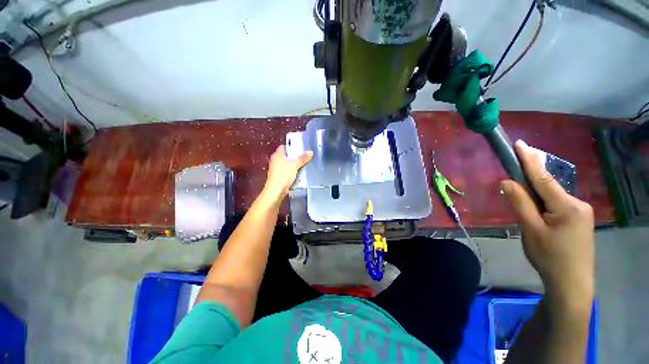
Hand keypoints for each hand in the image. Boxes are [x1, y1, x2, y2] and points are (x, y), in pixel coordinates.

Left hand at [262, 145, 312, 202]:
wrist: (276, 190)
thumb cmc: (283, 174)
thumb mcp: (295, 165)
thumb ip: (302, 158)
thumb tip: (310, 151)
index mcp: (277, 155)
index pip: (284, 146)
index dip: (292, 146)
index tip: (300, 148)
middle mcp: (275, 160)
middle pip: (286, 155)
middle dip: (295, 156)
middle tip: (304, 156)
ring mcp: (276, 169)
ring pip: (287, 164)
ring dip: (294, 164)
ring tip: (304, 163)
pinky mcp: (279, 176)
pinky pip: (287, 171)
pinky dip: (292, 171)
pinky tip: (299, 172)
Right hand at [501, 140, 593, 305]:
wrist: (572, 283)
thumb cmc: (549, 257)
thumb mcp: (531, 230)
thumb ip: (520, 203)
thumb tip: (507, 181)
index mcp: (567, 206)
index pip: (543, 177)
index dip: (529, 159)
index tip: (520, 143)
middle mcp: (578, 203)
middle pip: (549, 185)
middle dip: (532, 175)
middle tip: (517, 163)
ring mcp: (581, 211)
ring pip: (553, 195)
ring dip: (536, 191)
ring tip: (522, 195)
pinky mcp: (579, 219)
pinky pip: (558, 203)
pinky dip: (544, 200)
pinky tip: (537, 209)